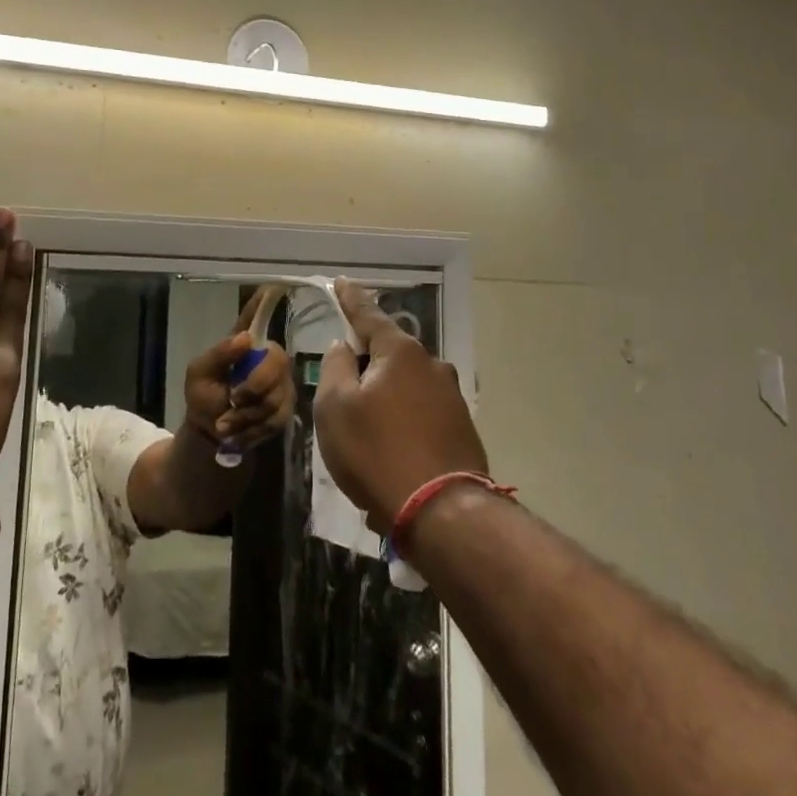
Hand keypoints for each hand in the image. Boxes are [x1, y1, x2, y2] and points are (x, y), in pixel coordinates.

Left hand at [182, 289, 295, 453]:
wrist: (210, 434)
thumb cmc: (203, 396)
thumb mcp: (199, 375)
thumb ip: (219, 355)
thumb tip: (247, 338)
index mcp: (244, 344)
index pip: (256, 317)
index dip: (265, 302)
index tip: (274, 285)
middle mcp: (267, 358)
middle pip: (276, 360)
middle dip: (254, 386)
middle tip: (232, 400)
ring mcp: (280, 383)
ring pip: (276, 395)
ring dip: (247, 415)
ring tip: (226, 423)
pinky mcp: (285, 409)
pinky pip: (277, 418)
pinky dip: (253, 429)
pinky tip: (239, 432)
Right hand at [313, 279, 487, 532]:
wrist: (441, 512)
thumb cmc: (376, 452)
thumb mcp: (336, 408)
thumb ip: (335, 368)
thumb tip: (344, 347)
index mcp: (400, 353)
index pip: (368, 315)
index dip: (351, 299)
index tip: (341, 283)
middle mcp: (431, 365)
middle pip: (390, 353)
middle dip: (367, 361)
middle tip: (344, 386)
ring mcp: (451, 397)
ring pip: (406, 384)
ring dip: (385, 397)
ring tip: (366, 431)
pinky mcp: (462, 427)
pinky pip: (421, 412)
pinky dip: (403, 421)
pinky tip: (390, 450)